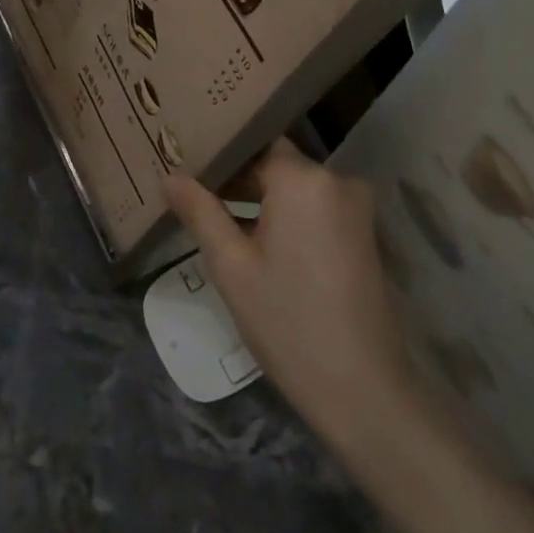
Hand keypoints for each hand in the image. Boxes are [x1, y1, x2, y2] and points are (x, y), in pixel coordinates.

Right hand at [165, 139, 415, 450]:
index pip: (254, 143)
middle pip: (276, 163)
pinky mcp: (363, 233)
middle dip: (236, 177)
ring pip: (296, 188)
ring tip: (214, 213)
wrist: (362, 388)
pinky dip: (286, 215)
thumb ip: (201, 213)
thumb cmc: (287, 322)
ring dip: (259, 198)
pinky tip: (254, 237)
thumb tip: (170, 176)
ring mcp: (356, 207)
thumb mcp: (232, 267)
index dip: (220, 153)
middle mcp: (336, 180)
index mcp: (304, 179)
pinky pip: (316, 208)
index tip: (186, 162)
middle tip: (192, 190)